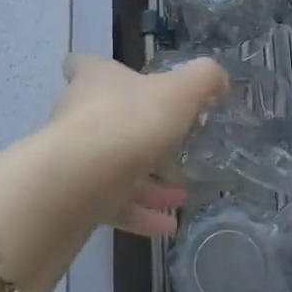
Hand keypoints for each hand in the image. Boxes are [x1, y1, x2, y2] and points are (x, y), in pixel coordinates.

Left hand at [49, 53, 225, 236]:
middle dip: (142, 137)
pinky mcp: (74, 198)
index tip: (121, 79)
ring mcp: (74, 159)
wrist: (79, 182)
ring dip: (147, 183)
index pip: (83, 65)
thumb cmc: (130, 122)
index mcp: (96, 81)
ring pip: (114, 167)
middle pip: (106, 120)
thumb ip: (203, 80)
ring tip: (181, 196)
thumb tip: (218, 78)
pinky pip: (112, 205)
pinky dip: (140, 215)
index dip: (98, 69)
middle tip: (174, 148)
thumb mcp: (180, 92)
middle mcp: (79, 115)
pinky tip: (168, 226)